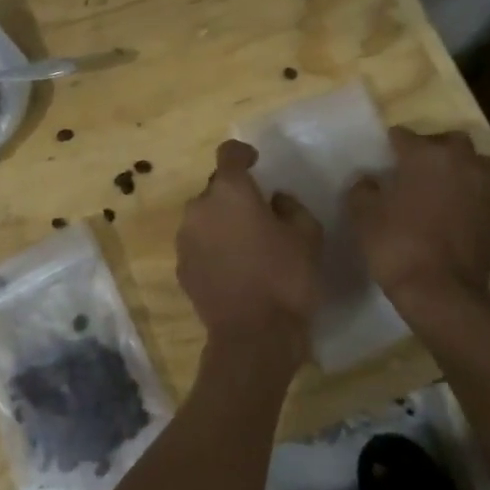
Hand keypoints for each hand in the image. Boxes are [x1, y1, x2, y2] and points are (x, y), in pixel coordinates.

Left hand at [177, 140, 323, 344]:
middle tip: (259, 214)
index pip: (228, 153)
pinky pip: (198, 245)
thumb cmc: (286, 278)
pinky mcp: (181, 267)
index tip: (255, 162)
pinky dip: (212, 248)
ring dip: (221, 222)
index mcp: (230, 192)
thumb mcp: (308, 235)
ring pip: (204, 218)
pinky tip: (233, 268)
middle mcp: (199, 208)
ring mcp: (185, 239)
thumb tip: (275, 200)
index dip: (242, 153)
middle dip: (234, 195)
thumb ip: (291, 207)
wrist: (253, 335)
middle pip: (215, 189)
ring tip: (245, 245)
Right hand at [349, 127, 489, 305]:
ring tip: (442, 188)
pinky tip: (453, 218)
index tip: (383, 156)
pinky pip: (482, 198)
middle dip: (435, 148)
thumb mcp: (364, 216)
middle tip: (416, 167)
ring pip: (477, 166)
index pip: (405, 136)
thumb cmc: (397, 245)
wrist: (442, 292)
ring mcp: (485, 192)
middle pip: (452, 142)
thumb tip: (368, 181)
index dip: (392, 144)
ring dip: (461, 170)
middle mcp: (462, 164)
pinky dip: (469, 200)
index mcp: (427, 156)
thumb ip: (363, 190)